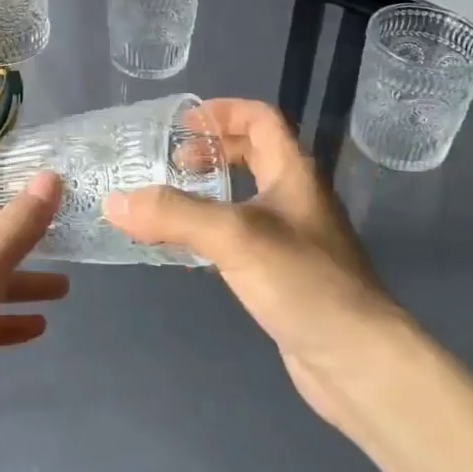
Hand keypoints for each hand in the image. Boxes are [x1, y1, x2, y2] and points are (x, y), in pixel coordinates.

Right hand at [104, 99, 398, 427]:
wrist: (357, 360)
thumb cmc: (304, 282)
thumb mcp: (234, 236)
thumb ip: (174, 214)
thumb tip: (114, 201)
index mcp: (293, 172)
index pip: (261, 119)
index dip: (223, 111)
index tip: (182, 124)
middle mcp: (295, 198)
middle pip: (253, 154)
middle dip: (211, 151)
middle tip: (170, 163)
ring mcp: (291, 238)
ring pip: (244, 197)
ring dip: (208, 191)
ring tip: (166, 202)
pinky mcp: (281, 274)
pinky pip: (239, 237)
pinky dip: (211, 231)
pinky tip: (186, 249)